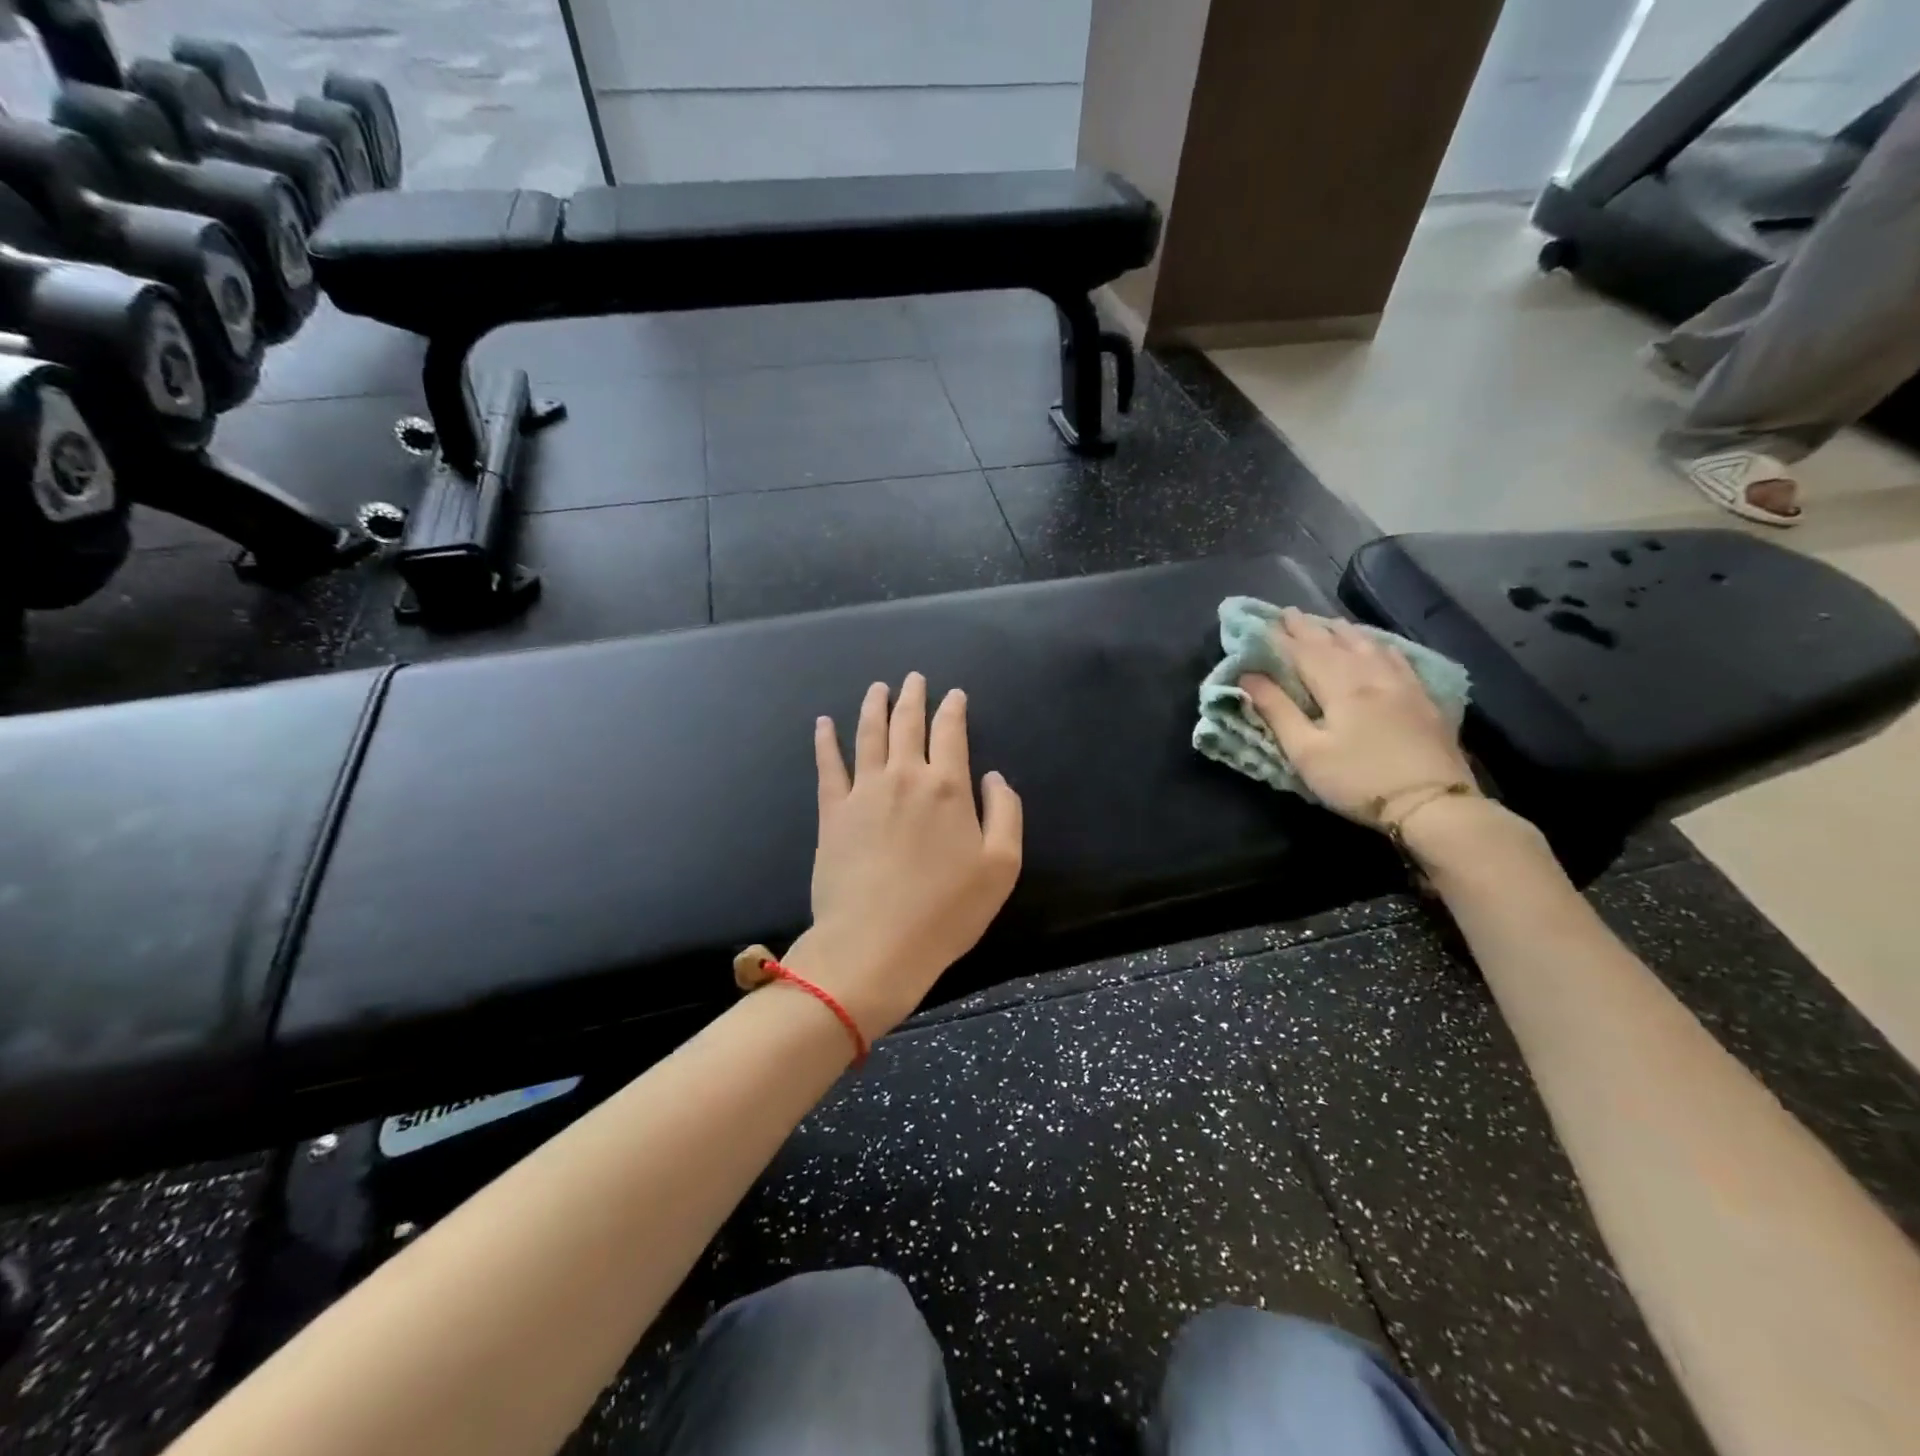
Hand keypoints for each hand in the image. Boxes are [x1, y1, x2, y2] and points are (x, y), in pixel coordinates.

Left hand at [786, 673, 1023, 1039]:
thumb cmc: (947, 910)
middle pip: (908, 724)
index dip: (953, 710)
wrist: (875, 944)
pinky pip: (828, 766)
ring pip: (868, 735)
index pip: (951, 733)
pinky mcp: (833, 813)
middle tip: (914, 678)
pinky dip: (826, 741)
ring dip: (874, 707)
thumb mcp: (1002, 865)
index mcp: (948, 787)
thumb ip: (1006, 812)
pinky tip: (824, 724)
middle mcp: (904, 777)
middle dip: (913, 697)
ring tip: (877, 688)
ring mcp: (864, 792)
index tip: (954, 695)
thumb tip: (993, 776)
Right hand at [1239, 609, 1475, 827]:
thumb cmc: (1358, 780)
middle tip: (1290, 613)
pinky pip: (1397, 658)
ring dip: (1344, 632)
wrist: (1431, 804)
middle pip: (1336, 643)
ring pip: (1369, 645)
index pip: (1304, 651)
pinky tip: (1377, 646)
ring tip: (1329, 623)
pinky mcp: (1424, 699)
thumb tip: (1249, 677)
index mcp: (1340, 685)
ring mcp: (1403, 684)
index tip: (1263, 620)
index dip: (1282, 636)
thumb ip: (1277, 711)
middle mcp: (1372, 675)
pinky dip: (1378, 645)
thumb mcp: (1306, 752)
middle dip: (1310, 628)